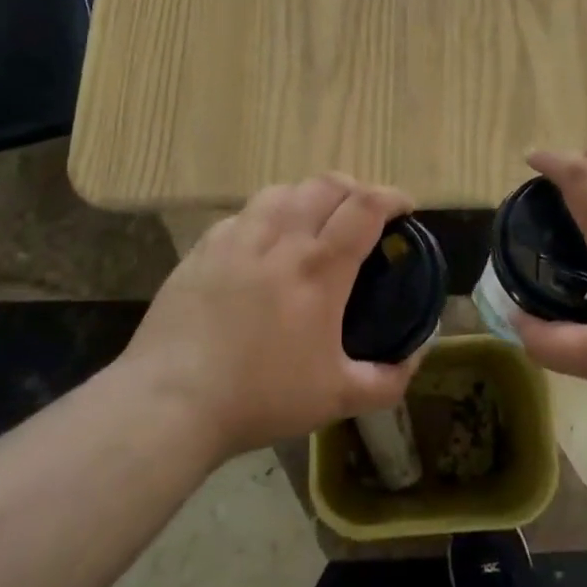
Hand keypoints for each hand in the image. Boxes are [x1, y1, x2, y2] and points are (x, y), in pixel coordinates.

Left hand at [124, 176, 422, 459]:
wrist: (170, 402)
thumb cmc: (260, 397)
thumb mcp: (337, 398)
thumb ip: (387, 379)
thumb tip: (416, 356)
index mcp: (319, 268)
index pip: (365, 206)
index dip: (392, 197)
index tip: (405, 208)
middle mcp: (281, 239)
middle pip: (326, 185)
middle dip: (354, 189)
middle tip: (363, 213)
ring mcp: (236, 239)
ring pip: (282, 191)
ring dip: (309, 196)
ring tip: (314, 220)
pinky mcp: (202, 250)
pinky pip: (243, 214)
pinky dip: (267, 216)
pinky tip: (263, 244)